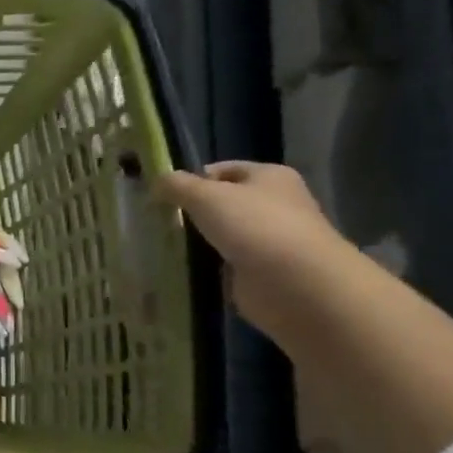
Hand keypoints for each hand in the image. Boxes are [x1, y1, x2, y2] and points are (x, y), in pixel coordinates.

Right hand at [156, 162, 359, 344]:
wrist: (295, 283)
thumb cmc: (254, 226)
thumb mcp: (205, 196)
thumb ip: (177, 185)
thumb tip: (158, 180)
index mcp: (270, 176)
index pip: (223, 170)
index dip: (192, 179)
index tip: (163, 196)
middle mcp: (275, 203)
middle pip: (223, 202)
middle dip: (193, 211)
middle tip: (160, 220)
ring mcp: (270, 239)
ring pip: (222, 233)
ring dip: (198, 240)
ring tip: (165, 244)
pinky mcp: (262, 269)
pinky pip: (225, 261)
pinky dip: (207, 264)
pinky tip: (184, 267)